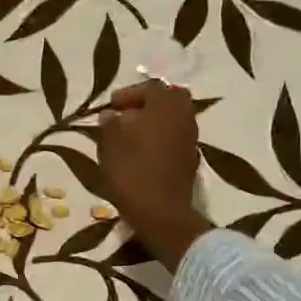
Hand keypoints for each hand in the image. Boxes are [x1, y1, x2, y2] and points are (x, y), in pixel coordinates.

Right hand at [97, 80, 212, 268]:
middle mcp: (183, 116)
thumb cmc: (132, 173)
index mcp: (165, 106)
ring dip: (154, 121)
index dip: (127, 94)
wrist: (161, 213)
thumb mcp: (110, 145)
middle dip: (147, 103)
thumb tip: (110, 114)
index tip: (110, 106)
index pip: (149, 88)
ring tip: (131, 134)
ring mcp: (190, 138)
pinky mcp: (190, 158)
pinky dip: (161, 137)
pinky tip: (144, 150)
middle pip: (168, 99)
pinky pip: (175, 137)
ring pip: (173, 118)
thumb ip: (110, 124)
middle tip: (126, 115)